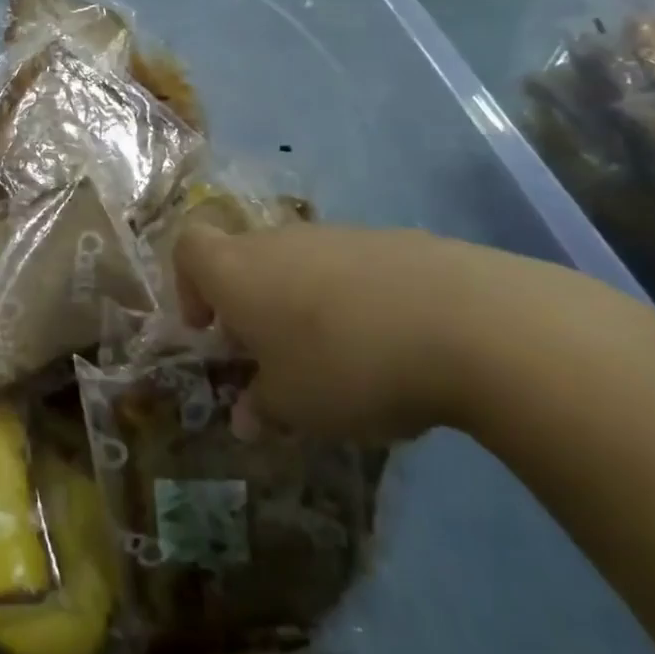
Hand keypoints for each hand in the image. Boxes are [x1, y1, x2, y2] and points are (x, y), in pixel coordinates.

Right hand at [173, 223, 592, 443]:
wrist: (467, 322)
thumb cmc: (347, 364)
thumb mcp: (295, 407)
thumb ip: (262, 408)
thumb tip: (247, 418)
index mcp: (238, 270)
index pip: (188, 248)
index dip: (187, 285)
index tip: (210, 330)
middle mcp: (279, 241)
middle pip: (246, 258)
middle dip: (251, 305)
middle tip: (275, 357)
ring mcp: (338, 235)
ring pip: (300, 264)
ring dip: (303, 304)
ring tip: (339, 358)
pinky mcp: (392, 241)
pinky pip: (352, 269)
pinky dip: (355, 300)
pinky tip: (391, 343)